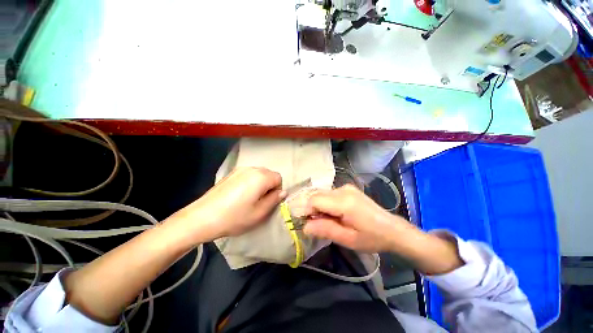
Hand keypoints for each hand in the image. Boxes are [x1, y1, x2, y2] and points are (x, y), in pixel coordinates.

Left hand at [166, 167, 285, 242]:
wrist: (202, 217)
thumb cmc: (234, 217)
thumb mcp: (259, 213)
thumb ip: (274, 200)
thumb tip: (282, 192)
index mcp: (261, 177)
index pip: (278, 178)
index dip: (277, 190)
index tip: (268, 201)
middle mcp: (251, 169)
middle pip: (269, 174)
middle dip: (269, 186)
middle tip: (260, 201)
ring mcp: (239, 169)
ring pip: (258, 174)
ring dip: (259, 184)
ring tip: (249, 198)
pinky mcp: (230, 173)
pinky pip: (248, 174)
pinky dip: (250, 182)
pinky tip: (239, 195)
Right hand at [303, 184, 411, 252]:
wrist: (392, 229)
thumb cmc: (371, 238)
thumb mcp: (348, 239)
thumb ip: (325, 230)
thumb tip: (305, 227)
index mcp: (344, 202)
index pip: (315, 200)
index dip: (306, 210)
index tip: (307, 223)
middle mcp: (343, 190)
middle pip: (317, 195)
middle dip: (312, 209)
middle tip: (319, 224)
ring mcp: (346, 187)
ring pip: (322, 194)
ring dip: (319, 206)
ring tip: (328, 221)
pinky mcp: (348, 189)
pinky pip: (329, 194)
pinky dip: (326, 203)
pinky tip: (335, 214)